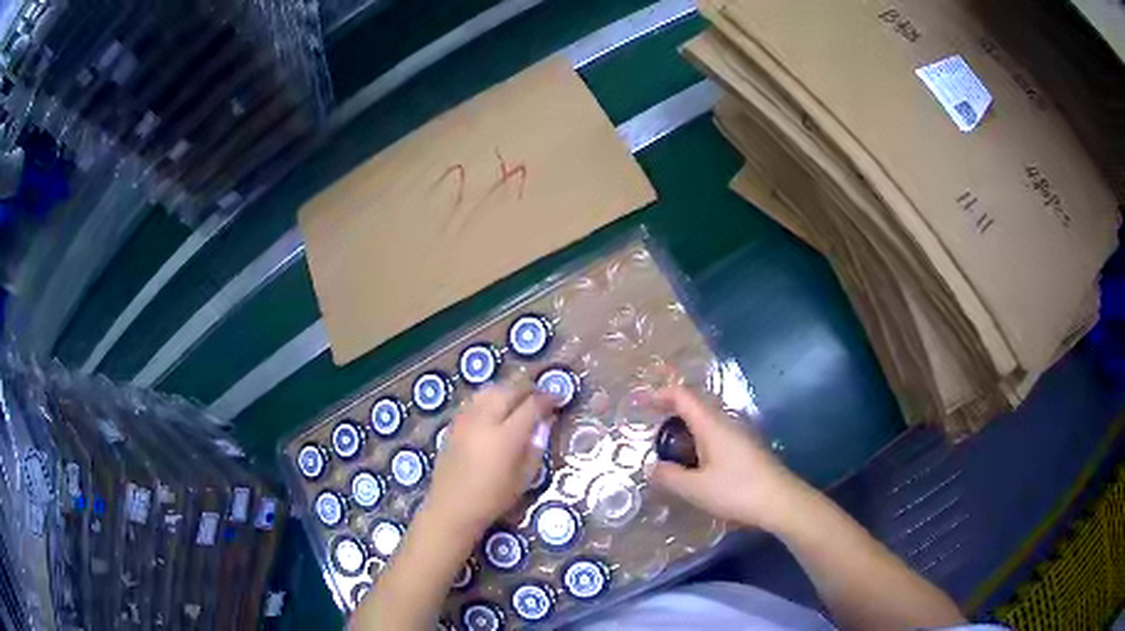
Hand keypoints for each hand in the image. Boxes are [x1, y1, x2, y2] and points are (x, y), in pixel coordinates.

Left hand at [420, 378, 556, 540]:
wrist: (452, 507)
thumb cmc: (493, 499)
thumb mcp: (524, 477)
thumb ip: (536, 446)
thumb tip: (545, 422)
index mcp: (505, 437)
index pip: (531, 405)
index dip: (547, 398)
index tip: (558, 398)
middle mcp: (484, 421)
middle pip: (509, 390)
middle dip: (528, 388)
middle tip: (540, 396)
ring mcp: (465, 420)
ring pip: (489, 390)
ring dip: (508, 389)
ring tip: (519, 398)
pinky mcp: (453, 423)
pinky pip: (475, 400)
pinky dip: (490, 397)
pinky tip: (496, 408)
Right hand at [650, 385, 808, 530]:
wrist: (781, 501)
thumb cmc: (737, 490)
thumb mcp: (696, 488)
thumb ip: (669, 476)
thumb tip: (651, 467)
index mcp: (711, 424)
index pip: (683, 396)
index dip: (660, 394)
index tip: (640, 401)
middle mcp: (725, 422)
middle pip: (695, 405)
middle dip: (670, 410)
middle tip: (648, 425)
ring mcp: (738, 435)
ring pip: (706, 421)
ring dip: (685, 427)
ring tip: (666, 446)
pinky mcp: (745, 449)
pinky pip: (715, 435)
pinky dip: (697, 440)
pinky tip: (693, 462)